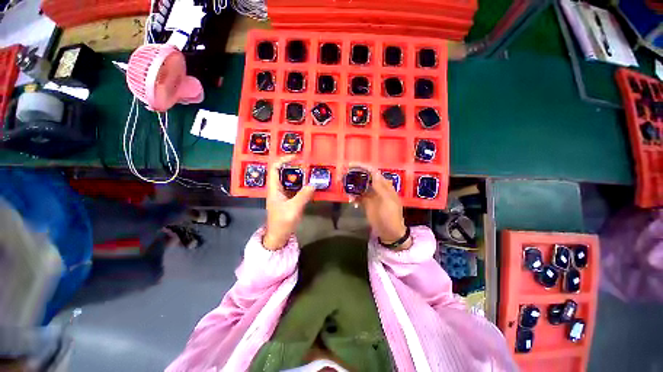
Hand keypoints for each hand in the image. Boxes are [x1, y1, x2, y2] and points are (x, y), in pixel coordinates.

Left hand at [263, 155, 314, 249]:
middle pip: (283, 172)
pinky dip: (302, 185)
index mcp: (274, 188)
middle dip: (295, 167)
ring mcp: (283, 194)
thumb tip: (314, 184)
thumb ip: (303, 196)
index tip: (296, 157)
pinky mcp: (288, 199)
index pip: (274, 168)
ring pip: (290, 180)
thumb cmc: (282, 222)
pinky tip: (310, 185)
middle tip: (308, 165)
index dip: (283, 160)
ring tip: (311, 173)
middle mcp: (277, 188)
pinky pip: (295, 188)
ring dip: (300, 176)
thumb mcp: (293, 209)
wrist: (278, 237)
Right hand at [349, 163, 411, 249]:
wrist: (389, 232)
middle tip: (342, 176)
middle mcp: (376, 188)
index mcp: (384, 185)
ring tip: (345, 191)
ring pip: (359, 186)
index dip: (362, 167)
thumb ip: (380, 188)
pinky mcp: (366, 203)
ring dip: (352, 187)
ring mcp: (371, 195)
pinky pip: (357, 196)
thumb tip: (373, 173)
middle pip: (364, 177)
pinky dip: (353, 197)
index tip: (350, 165)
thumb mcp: (387, 201)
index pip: (372, 171)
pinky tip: (351, 202)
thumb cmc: (391, 216)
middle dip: (353, 175)